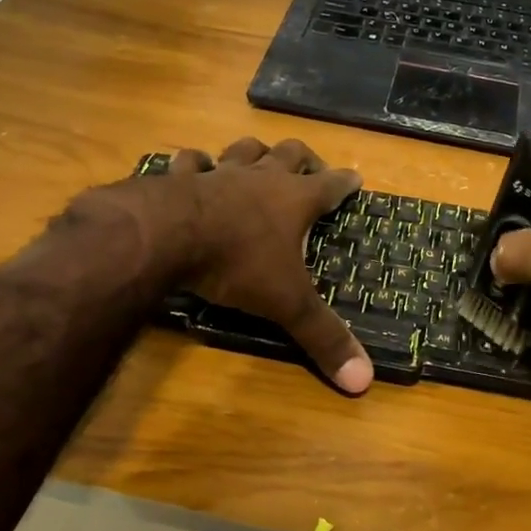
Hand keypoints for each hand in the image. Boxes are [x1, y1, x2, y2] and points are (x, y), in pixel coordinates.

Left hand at [80, 137, 371, 393]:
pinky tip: (193, 169)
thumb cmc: (237, 263)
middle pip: (290, 153)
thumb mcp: (286, 304)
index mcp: (294, 200)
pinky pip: (190, 161)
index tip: (356, 178)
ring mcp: (219, 172)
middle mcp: (261, 177)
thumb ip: (323, 337)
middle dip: (304, 158)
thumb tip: (364, 382)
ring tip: (258, 159)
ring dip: (254, 153)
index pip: (331, 185)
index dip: (346, 182)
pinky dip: (195, 164)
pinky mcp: (180, 176)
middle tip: (311, 166)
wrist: (167, 235)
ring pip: (244, 149)